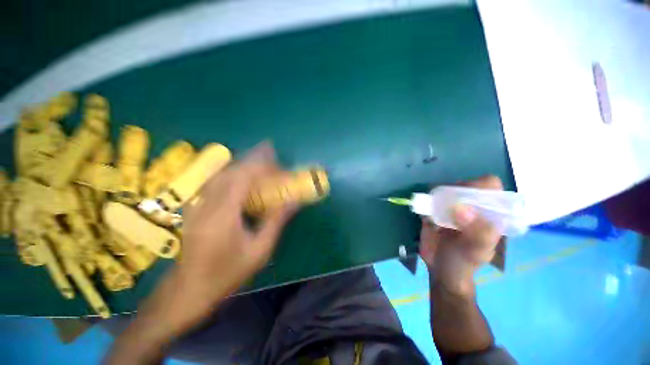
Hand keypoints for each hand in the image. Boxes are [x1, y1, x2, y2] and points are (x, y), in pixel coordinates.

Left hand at [177, 143, 296, 309]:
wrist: (188, 290)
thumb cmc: (227, 274)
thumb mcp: (259, 251)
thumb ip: (276, 221)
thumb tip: (293, 201)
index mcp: (223, 215)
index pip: (242, 178)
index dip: (261, 166)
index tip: (278, 163)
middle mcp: (207, 204)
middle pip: (231, 170)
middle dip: (253, 159)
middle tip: (271, 153)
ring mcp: (198, 204)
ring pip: (222, 173)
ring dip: (243, 163)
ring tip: (261, 160)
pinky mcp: (197, 207)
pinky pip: (217, 182)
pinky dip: (233, 173)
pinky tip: (243, 174)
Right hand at [419, 176, 503, 296]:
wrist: (441, 270)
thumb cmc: (464, 262)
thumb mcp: (475, 252)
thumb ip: (476, 233)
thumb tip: (461, 208)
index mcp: (488, 213)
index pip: (490, 186)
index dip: (477, 186)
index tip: (462, 197)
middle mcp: (470, 206)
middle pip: (463, 184)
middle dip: (452, 191)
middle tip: (444, 206)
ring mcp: (450, 207)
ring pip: (444, 189)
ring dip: (436, 196)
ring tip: (433, 212)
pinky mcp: (433, 210)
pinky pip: (428, 199)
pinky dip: (424, 202)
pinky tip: (426, 217)